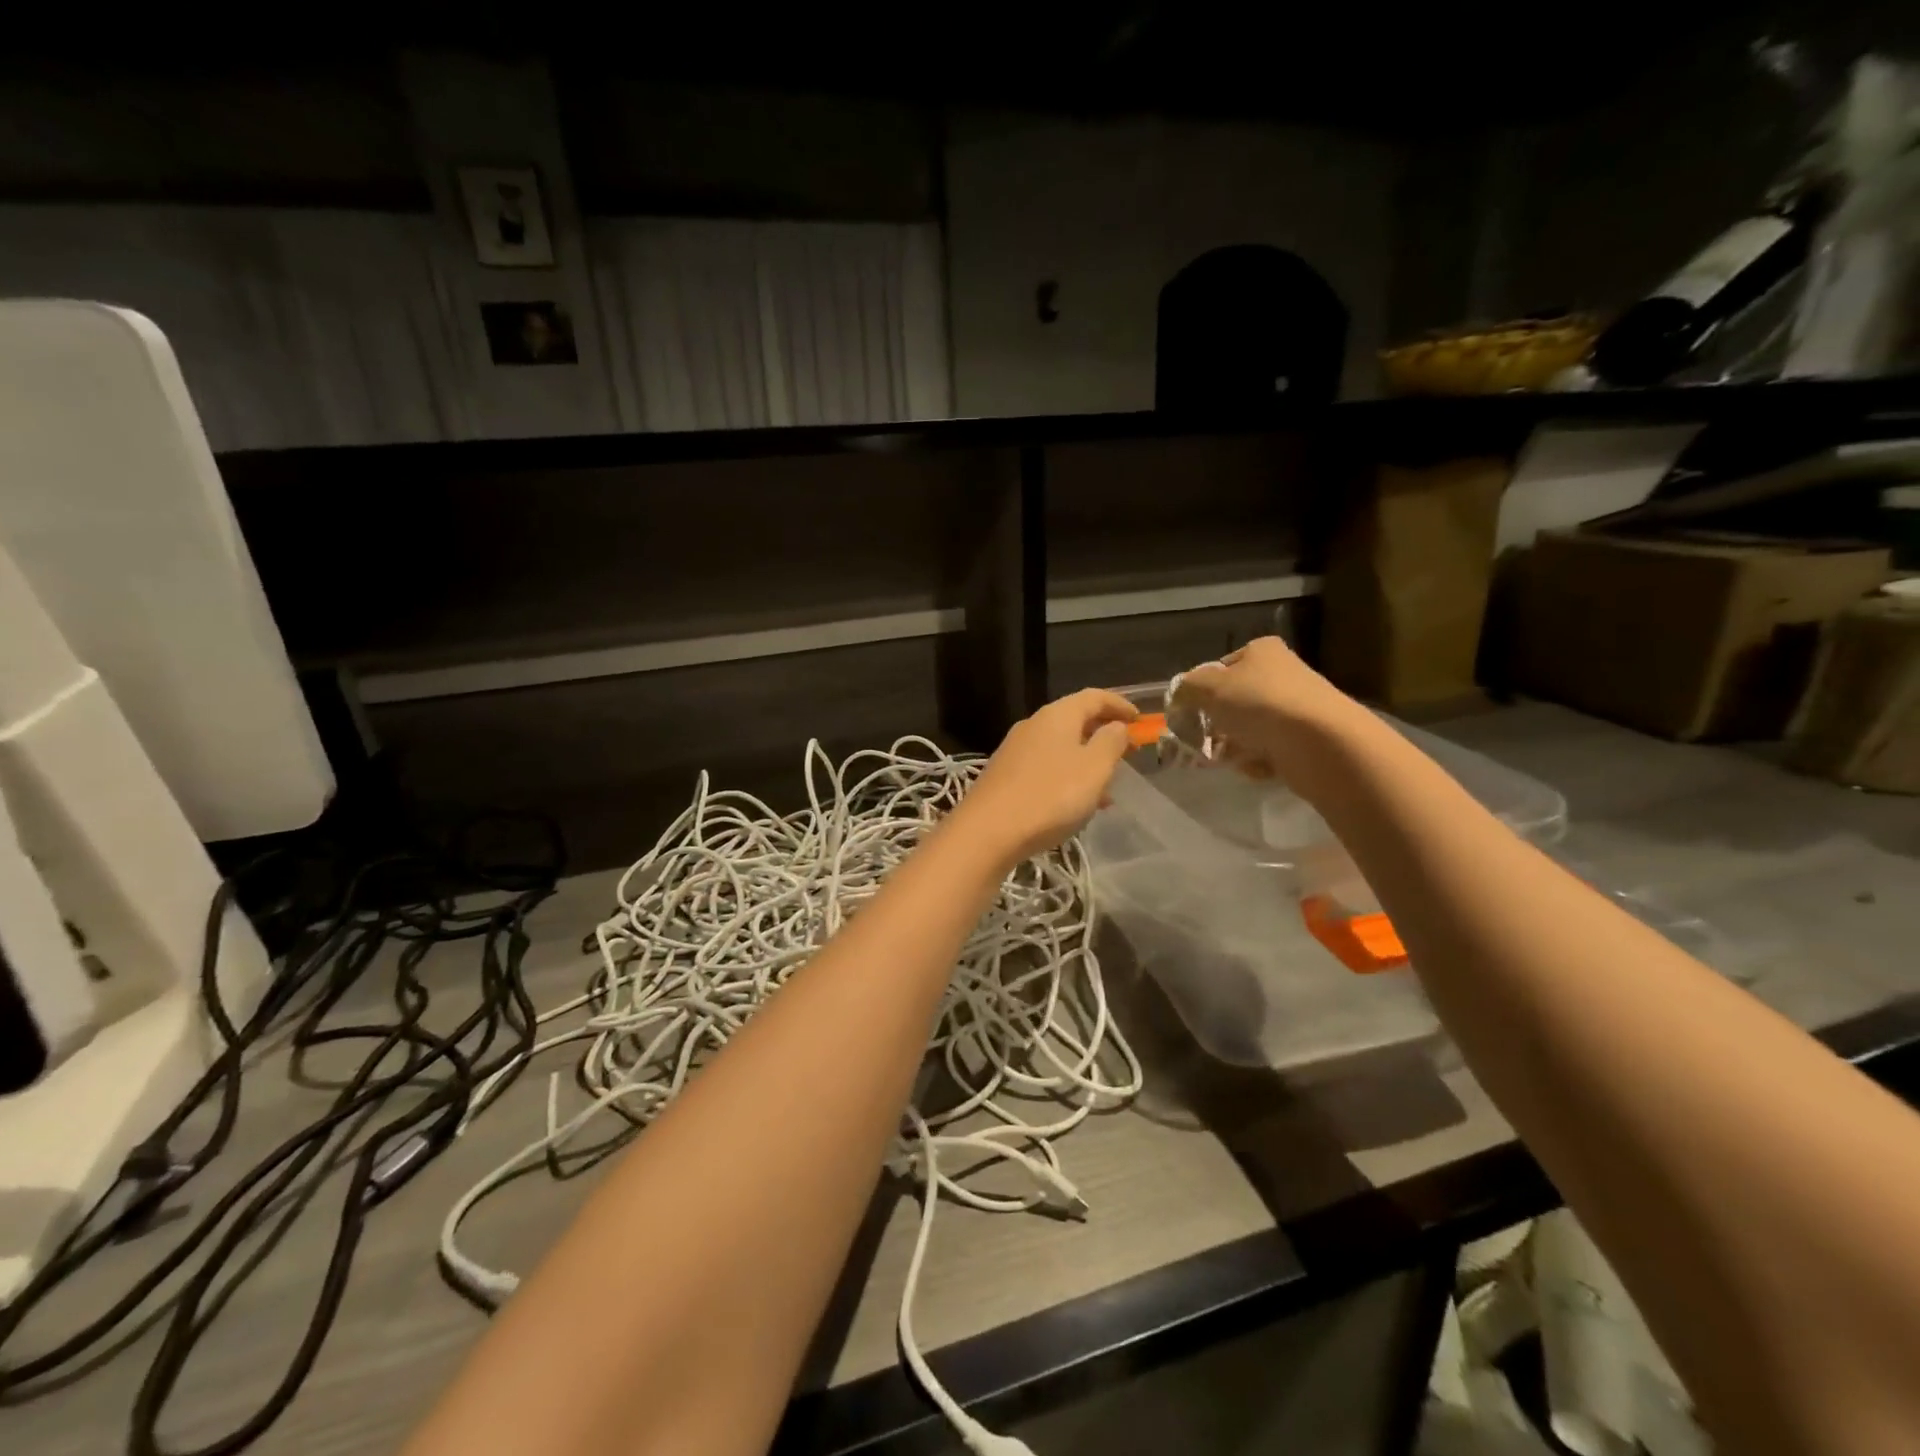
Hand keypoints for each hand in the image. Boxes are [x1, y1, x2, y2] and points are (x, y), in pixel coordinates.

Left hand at [951, 688, 1137, 863]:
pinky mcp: (1005, 776)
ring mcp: (1015, 750)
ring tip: (1108, 788)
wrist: (987, 831)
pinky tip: (1077, 805)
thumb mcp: (1094, 768)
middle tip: (1127, 753)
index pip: (1094, 697)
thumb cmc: (1050, 796)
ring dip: (1087, 761)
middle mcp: (1033, 725)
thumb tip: (1116, 726)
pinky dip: (1068, 778)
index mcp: (1057, 715)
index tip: (1141, 721)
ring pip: (1061, 747)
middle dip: (1103, 735)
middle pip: (1075, 720)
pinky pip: (1046, 768)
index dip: (1120, 705)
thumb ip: (1111, 742)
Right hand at [1172, 637, 1361, 781]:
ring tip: (1228, 758)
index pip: (1220, 668)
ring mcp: (1297, 708)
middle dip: (1216, 724)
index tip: (1190, 713)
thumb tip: (1179, 695)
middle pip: (1234, 701)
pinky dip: (1258, 761)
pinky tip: (1257, 766)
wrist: (1321, 743)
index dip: (1201, 691)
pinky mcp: (1307, 739)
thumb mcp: (1208, 688)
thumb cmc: (1260, 704)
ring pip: (1249, 728)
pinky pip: (1270, 750)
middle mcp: (1282, 674)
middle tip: (1202, 741)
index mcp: (1261, 652)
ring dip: (1234, 745)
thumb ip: (1186, 689)